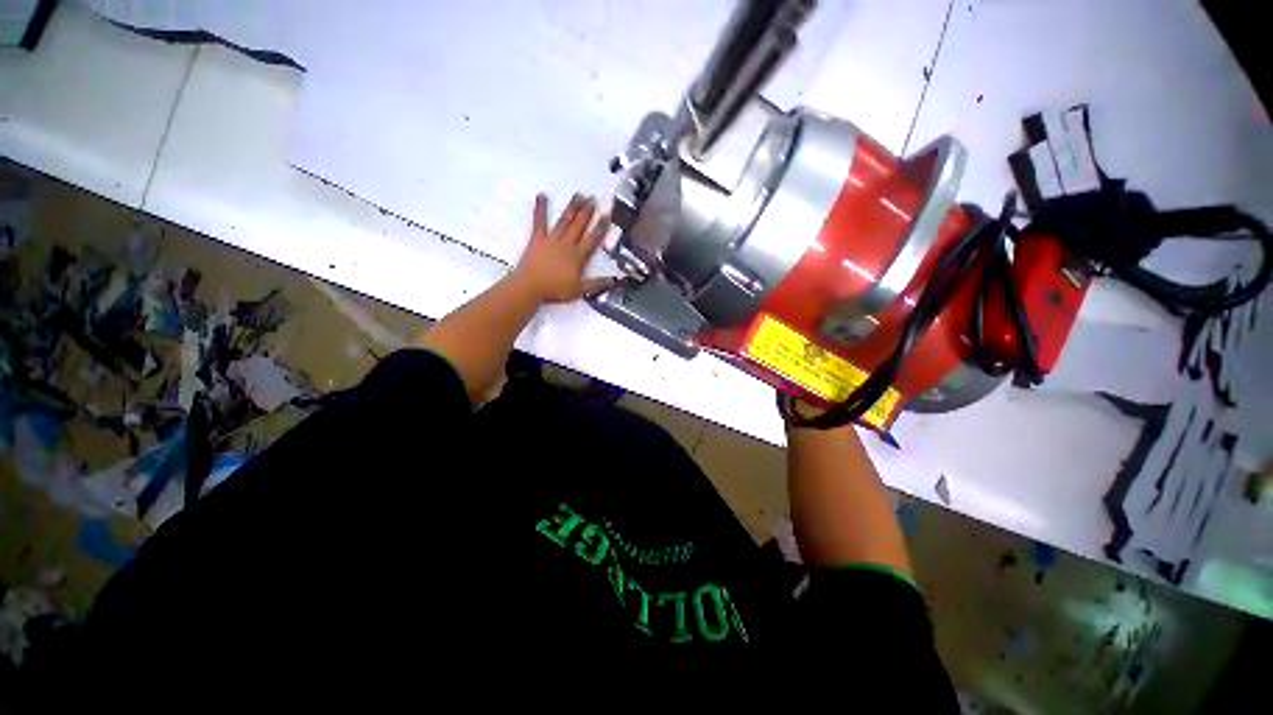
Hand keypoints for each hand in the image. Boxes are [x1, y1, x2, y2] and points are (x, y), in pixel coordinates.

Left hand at [511, 193, 614, 303]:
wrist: (531, 286)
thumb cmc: (554, 289)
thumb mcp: (579, 290)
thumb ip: (596, 284)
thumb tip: (613, 281)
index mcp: (577, 256)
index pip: (592, 240)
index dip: (601, 228)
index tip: (607, 217)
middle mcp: (566, 244)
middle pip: (579, 226)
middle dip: (587, 212)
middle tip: (593, 199)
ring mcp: (551, 240)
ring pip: (564, 221)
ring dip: (572, 208)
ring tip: (578, 195)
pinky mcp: (537, 239)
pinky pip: (539, 222)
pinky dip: (540, 208)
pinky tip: (542, 196)